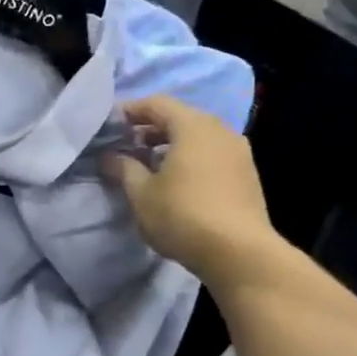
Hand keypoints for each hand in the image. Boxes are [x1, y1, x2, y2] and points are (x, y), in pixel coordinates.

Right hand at [102, 94, 279, 283]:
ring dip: (171, 144)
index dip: (131, 110)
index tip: (110, 124)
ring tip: (148, 164)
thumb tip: (110, 157)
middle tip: (126, 144)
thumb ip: (124, 169)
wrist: (239, 252)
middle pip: (180, 117)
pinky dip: (190, 157)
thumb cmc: (183, 215)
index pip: (156, 104)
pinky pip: (212, 153)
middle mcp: (219, 130)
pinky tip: (176, 180)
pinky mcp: (247, 174)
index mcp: (192, 126)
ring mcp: (238, 151)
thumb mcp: (142, 194)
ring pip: (198, 136)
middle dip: (150, 128)